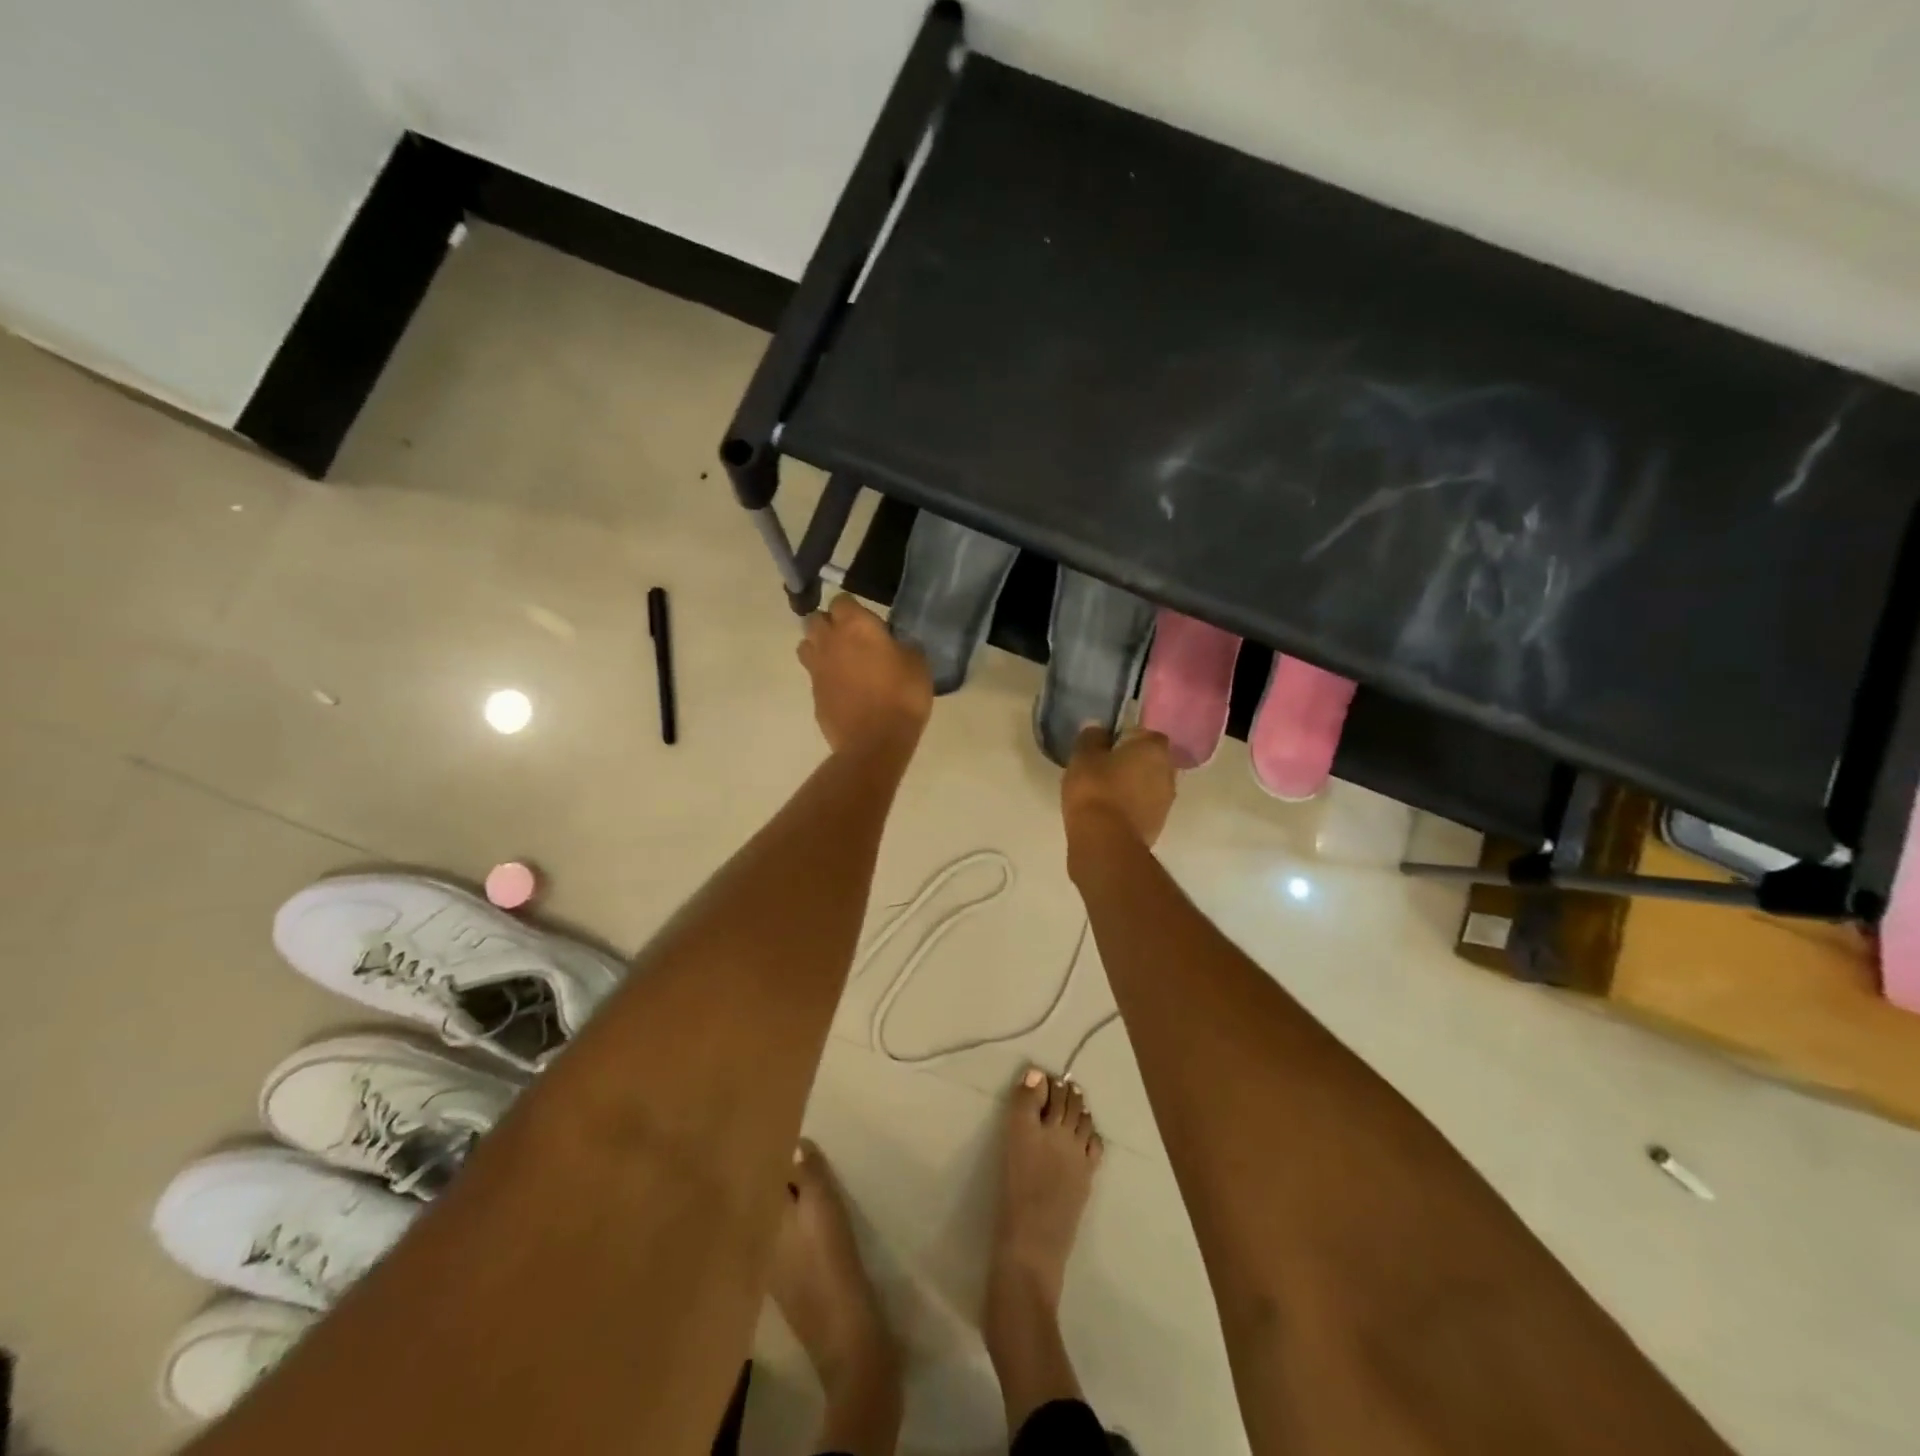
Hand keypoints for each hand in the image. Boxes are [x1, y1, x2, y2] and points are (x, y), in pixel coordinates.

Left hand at [798, 595, 933, 756]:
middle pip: (816, 619)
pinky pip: (813, 674)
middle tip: (851, 638)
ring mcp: (817, 668)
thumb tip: (896, 644)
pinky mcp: (813, 693)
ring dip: (820, 646)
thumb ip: (903, 646)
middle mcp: (829, 640)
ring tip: (840, 659)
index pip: (842, 600)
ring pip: (806, 644)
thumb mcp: (918, 664)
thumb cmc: (902, 696)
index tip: (867, 620)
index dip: (853, 608)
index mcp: (855, 625)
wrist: (875, 742)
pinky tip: (842, 687)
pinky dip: (824, 675)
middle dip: (829, 623)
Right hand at [1062, 726, 1175, 856]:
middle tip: (1104, 769)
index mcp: (1154, 748)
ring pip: (1148, 785)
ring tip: (1104, 793)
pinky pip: (1143, 807)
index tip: (1105, 747)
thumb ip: (1091, 737)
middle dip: (1131, 763)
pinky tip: (1109, 813)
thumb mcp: (1083, 756)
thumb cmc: (1095, 789)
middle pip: (1150, 760)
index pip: (1144, 733)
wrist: (1105, 841)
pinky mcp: (1158, 825)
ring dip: (1132, 786)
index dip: (1124, 738)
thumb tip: (1098, 729)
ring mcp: (1166, 801)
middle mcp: (1169, 771)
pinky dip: (1130, 807)